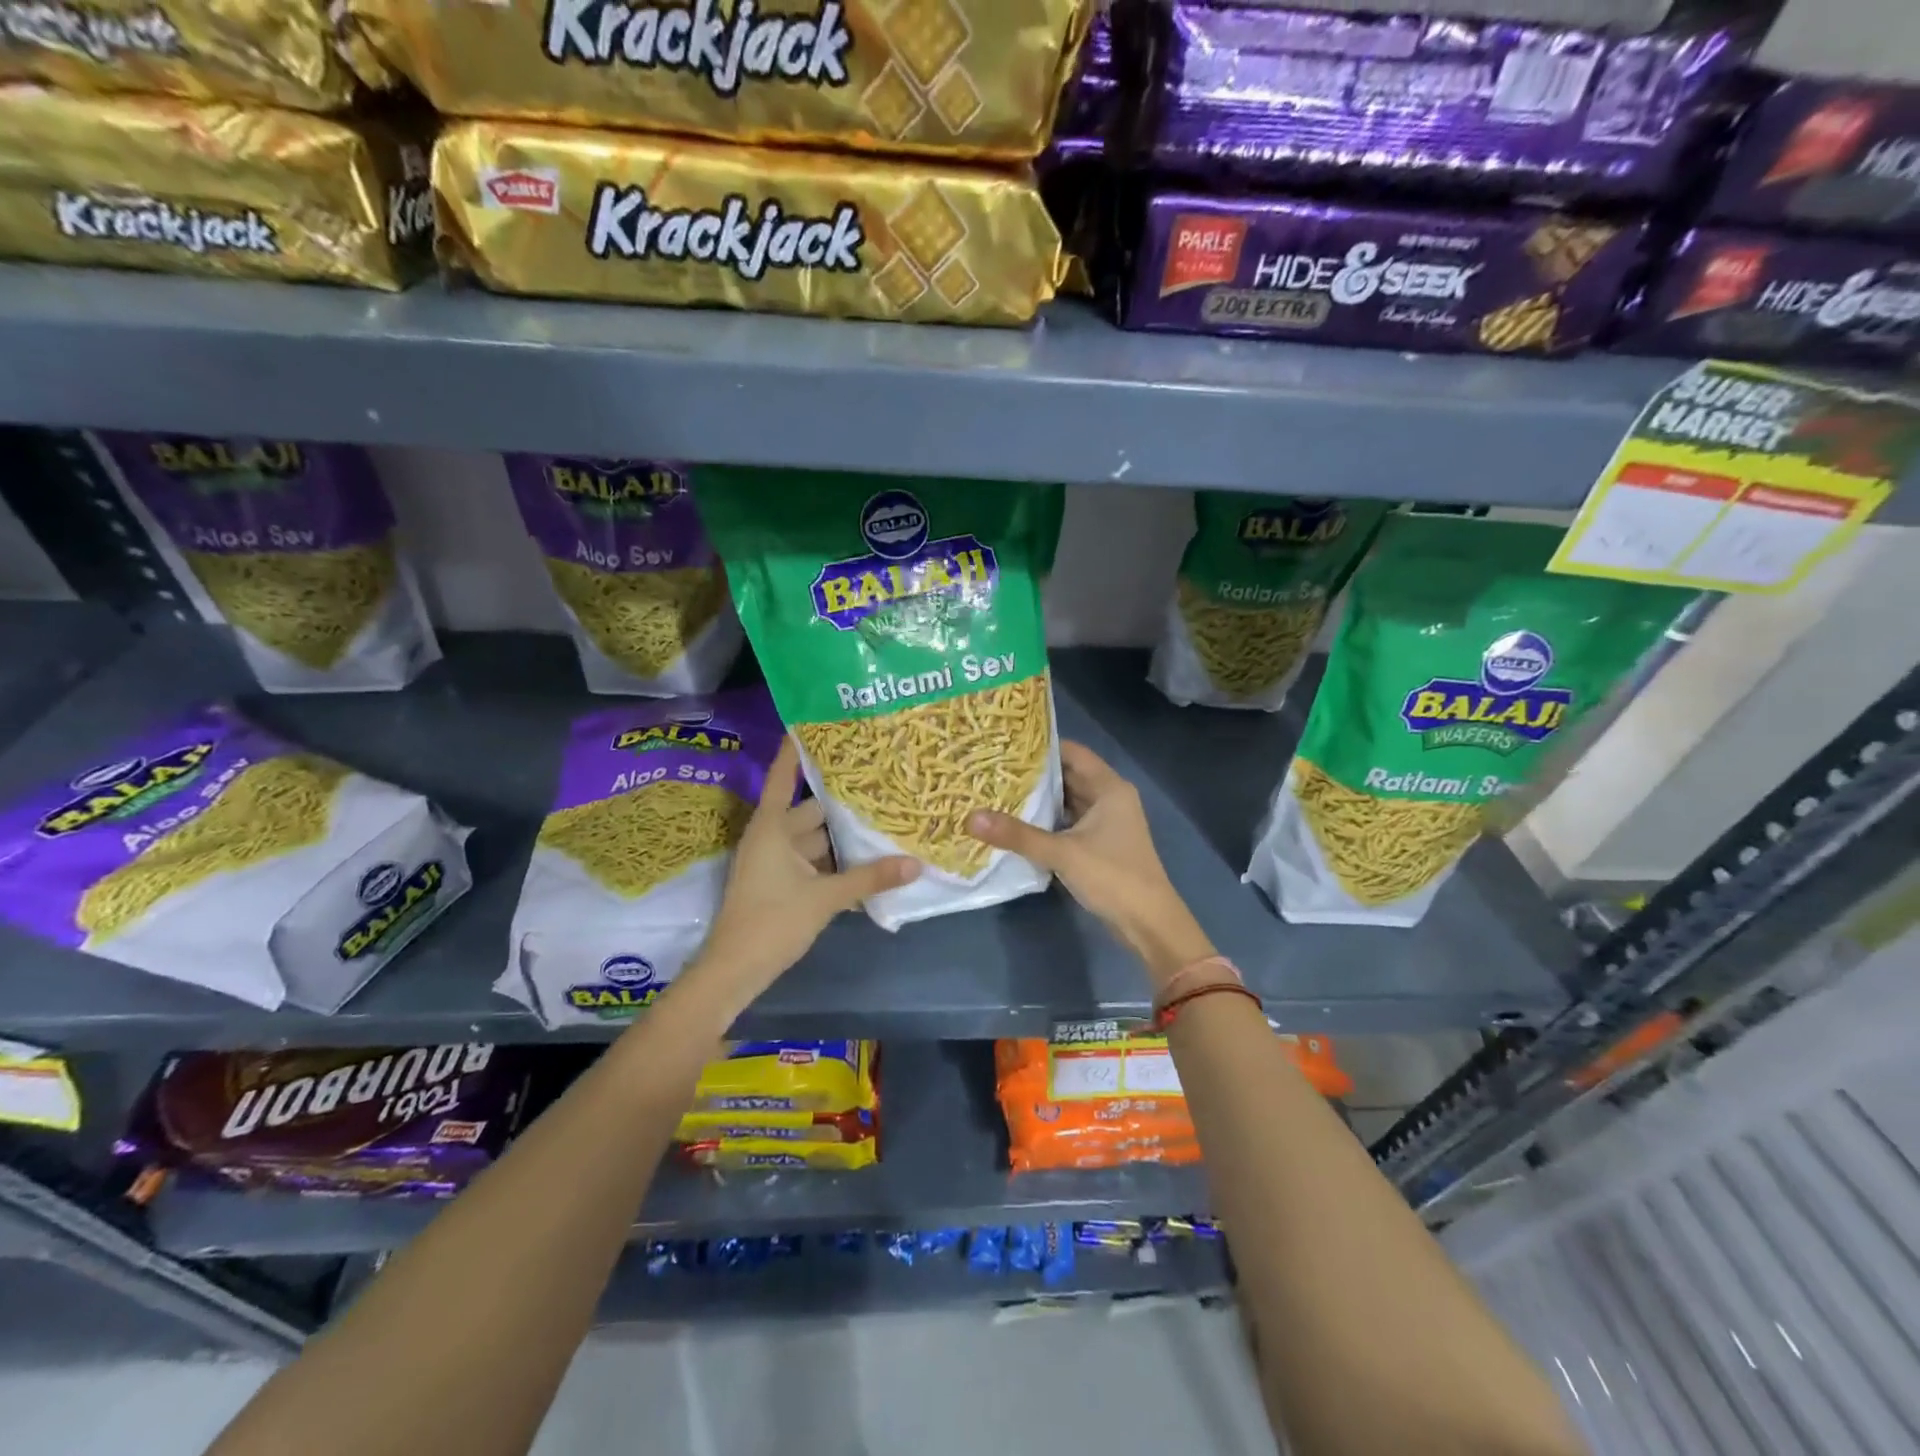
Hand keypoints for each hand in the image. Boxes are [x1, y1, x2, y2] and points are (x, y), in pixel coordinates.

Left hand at [690, 737, 918, 1010]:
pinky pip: (813, 862)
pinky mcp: (781, 884)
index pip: (785, 776)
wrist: (734, 971)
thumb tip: (916, 863)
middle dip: (841, 800)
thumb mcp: (825, 898)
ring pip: (815, 838)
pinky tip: (868, 860)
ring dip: (842, 835)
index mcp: (772, 827)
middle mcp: (772, 837)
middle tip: (878, 780)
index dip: (797, 749)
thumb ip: (870, 878)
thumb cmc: (772, 922)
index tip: (815, 721)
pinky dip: (836, 861)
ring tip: (881, 817)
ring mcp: (775, 862)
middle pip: (811, 809)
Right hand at [967, 740, 1212, 987]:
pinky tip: (1018, 822)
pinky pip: (1068, 822)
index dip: (1041, 746)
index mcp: (1109, 788)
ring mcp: (1106, 822)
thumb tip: (970, 817)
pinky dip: (1047, 820)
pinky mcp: (1099, 844)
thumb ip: (1017, 835)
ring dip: (1039, 798)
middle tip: (993, 768)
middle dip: (1034, 773)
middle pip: (1068, 775)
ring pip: (1067, 801)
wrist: (1149, 923)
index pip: (1072, 752)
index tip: (1005, 743)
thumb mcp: (1062, 853)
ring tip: (998, 791)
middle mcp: (1109, 798)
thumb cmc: (1112, 876)